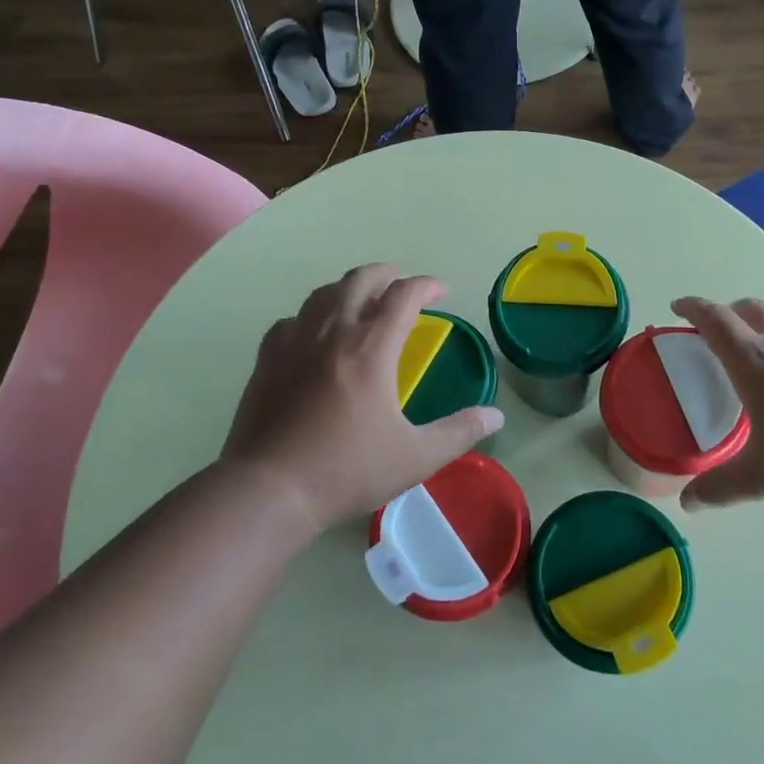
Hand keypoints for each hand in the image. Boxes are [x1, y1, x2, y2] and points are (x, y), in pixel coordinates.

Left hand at [220, 265, 503, 529]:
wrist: (269, 490)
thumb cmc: (346, 470)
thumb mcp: (415, 457)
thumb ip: (459, 433)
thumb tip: (496, 417)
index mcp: (371, 348)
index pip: (404, 295)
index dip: (427, 285)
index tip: (442, 292)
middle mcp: (333, 332)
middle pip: (361, 279)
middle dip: (387, 274)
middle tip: (402, 287)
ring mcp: (295, 342)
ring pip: (324, 293)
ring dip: (349, 288)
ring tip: (362, 301)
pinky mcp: (268, 359)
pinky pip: (292, 319)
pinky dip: (311, 315)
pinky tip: (314, 333)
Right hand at [672, 296, 763, 510]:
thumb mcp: (762, 476)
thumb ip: (721, 486)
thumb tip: (688, 503)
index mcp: (754, 362)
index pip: (715, 320)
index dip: (692, 308)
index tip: (677, 307)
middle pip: (750, 310)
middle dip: (726, 313)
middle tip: (711, 334)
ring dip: (759, 332)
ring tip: (751, 365)